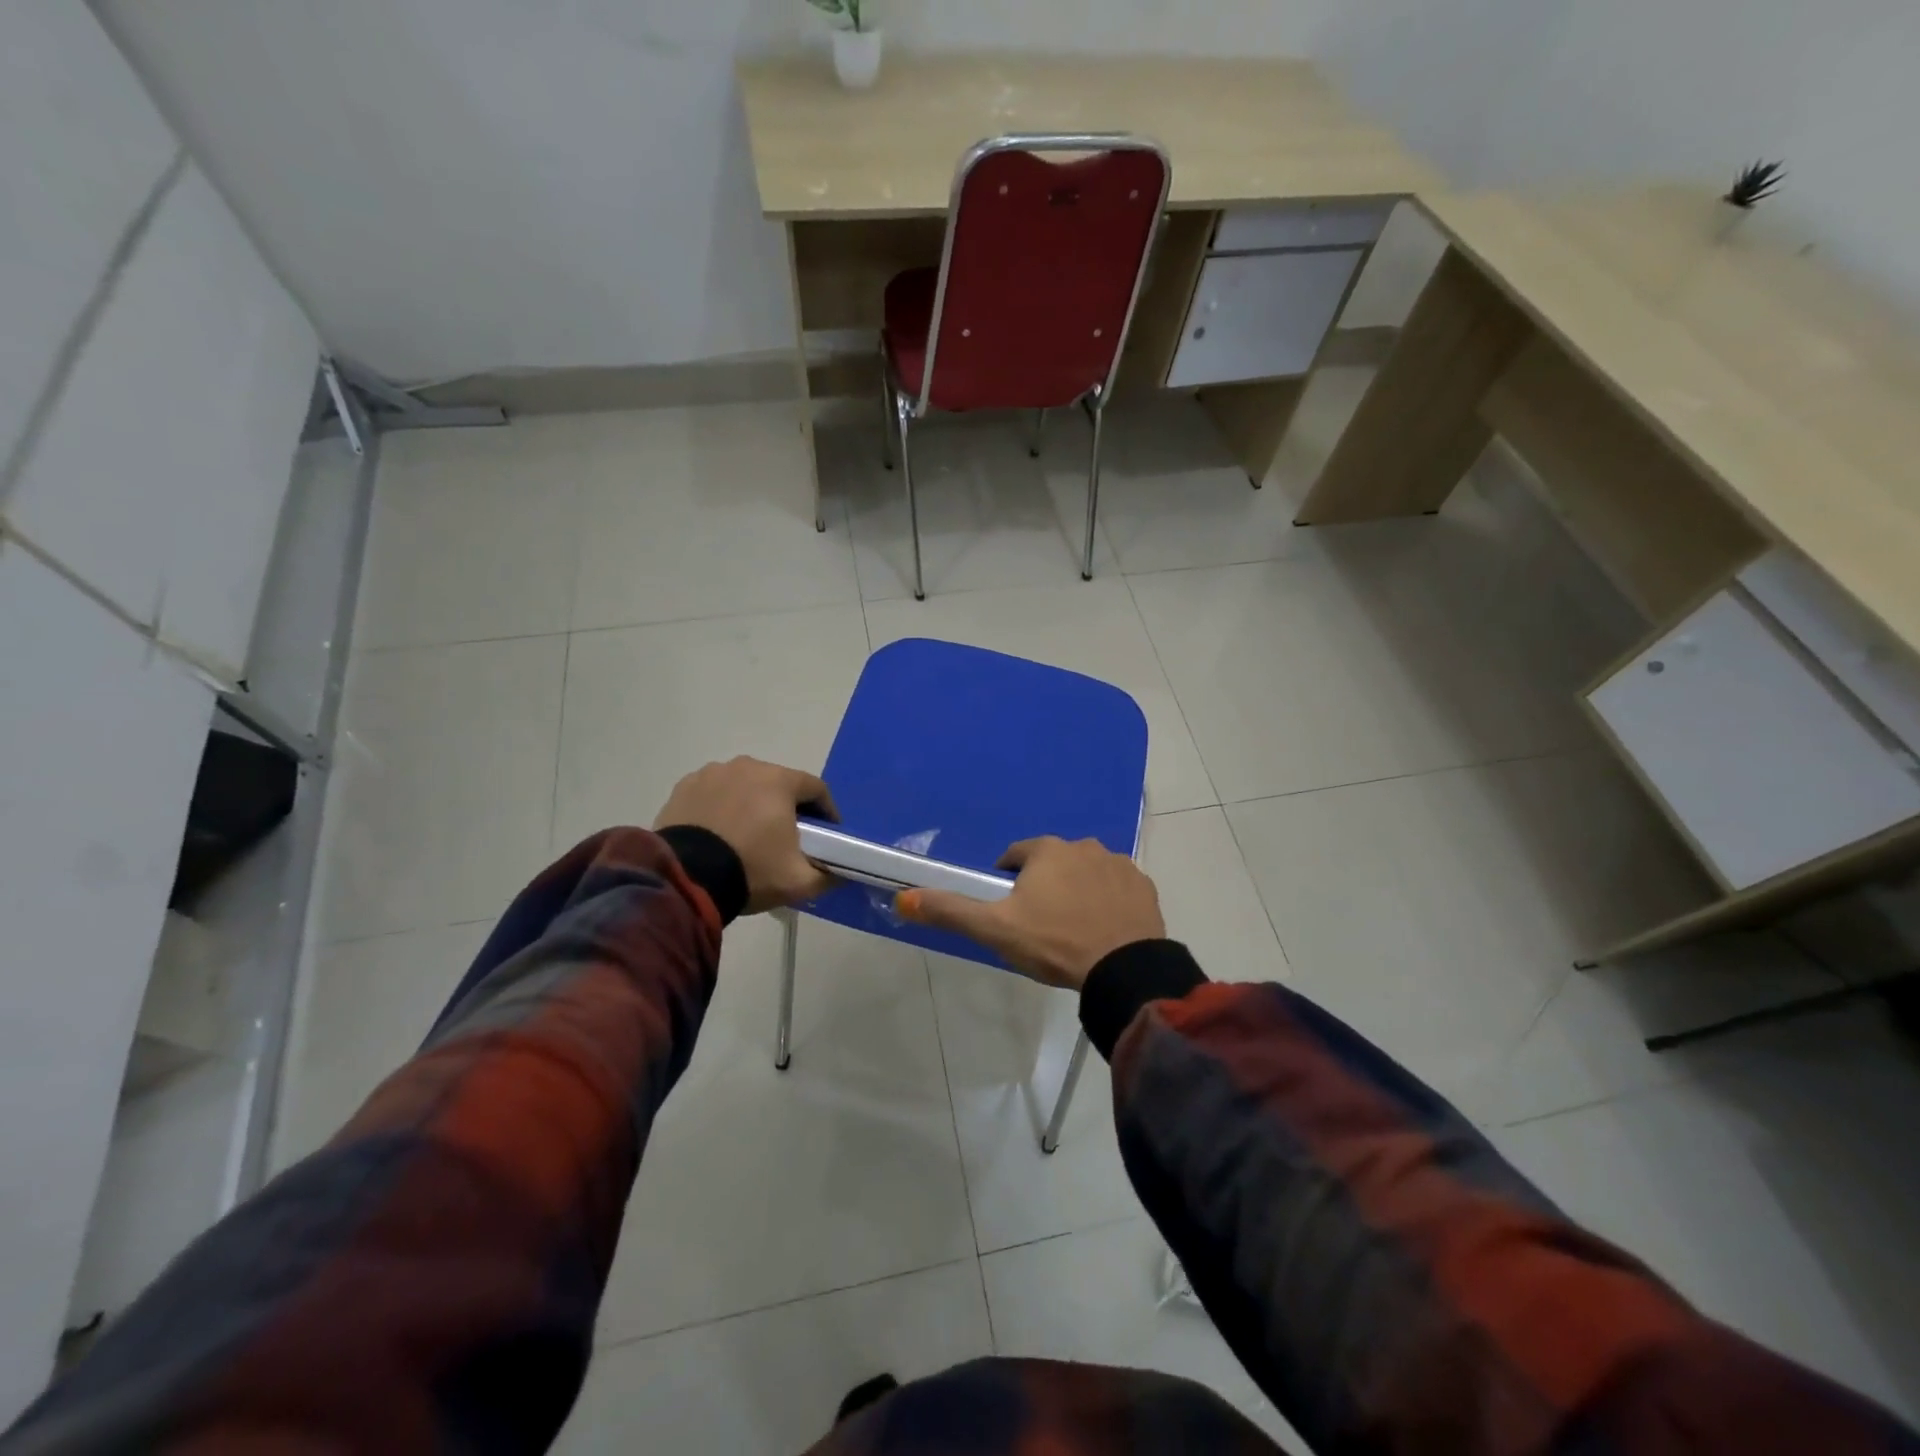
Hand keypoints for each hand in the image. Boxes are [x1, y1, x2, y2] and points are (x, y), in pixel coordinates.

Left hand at [655, 757, 838, 913]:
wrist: (684, 880)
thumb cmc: (750, 870)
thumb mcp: (799, 881)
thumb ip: (829, 875)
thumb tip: (841, 874)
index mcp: (779, 780)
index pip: (816, 788)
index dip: (827, 811)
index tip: (828, 834)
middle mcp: (747, 766)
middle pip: (778, 784)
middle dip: (787, 807)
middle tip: (788, 837)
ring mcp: (711, 774)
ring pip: (744, 787)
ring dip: (752, 805)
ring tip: (749, 836)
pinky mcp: (684, 788)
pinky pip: (714, 794)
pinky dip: (722, 808)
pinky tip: (719, 834)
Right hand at [896, 836, 1164, 990]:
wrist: (1123, 970)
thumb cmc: (1053, 943)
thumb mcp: (995, 929)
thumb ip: (950, 910)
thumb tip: (903, 897)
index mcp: (1046, 851)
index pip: (1016, 855)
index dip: (1007, 880)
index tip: (1009, 909)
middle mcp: (1084, 846)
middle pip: (1053, 862)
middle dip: (1045, 884)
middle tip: (1041, 924)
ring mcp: (1119, 864)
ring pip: (1087, 872)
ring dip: (1078, 890)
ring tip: (1074, 929)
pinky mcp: (1144, 887)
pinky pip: (1117, 888)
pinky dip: (1108, 901)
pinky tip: (1104, 930)